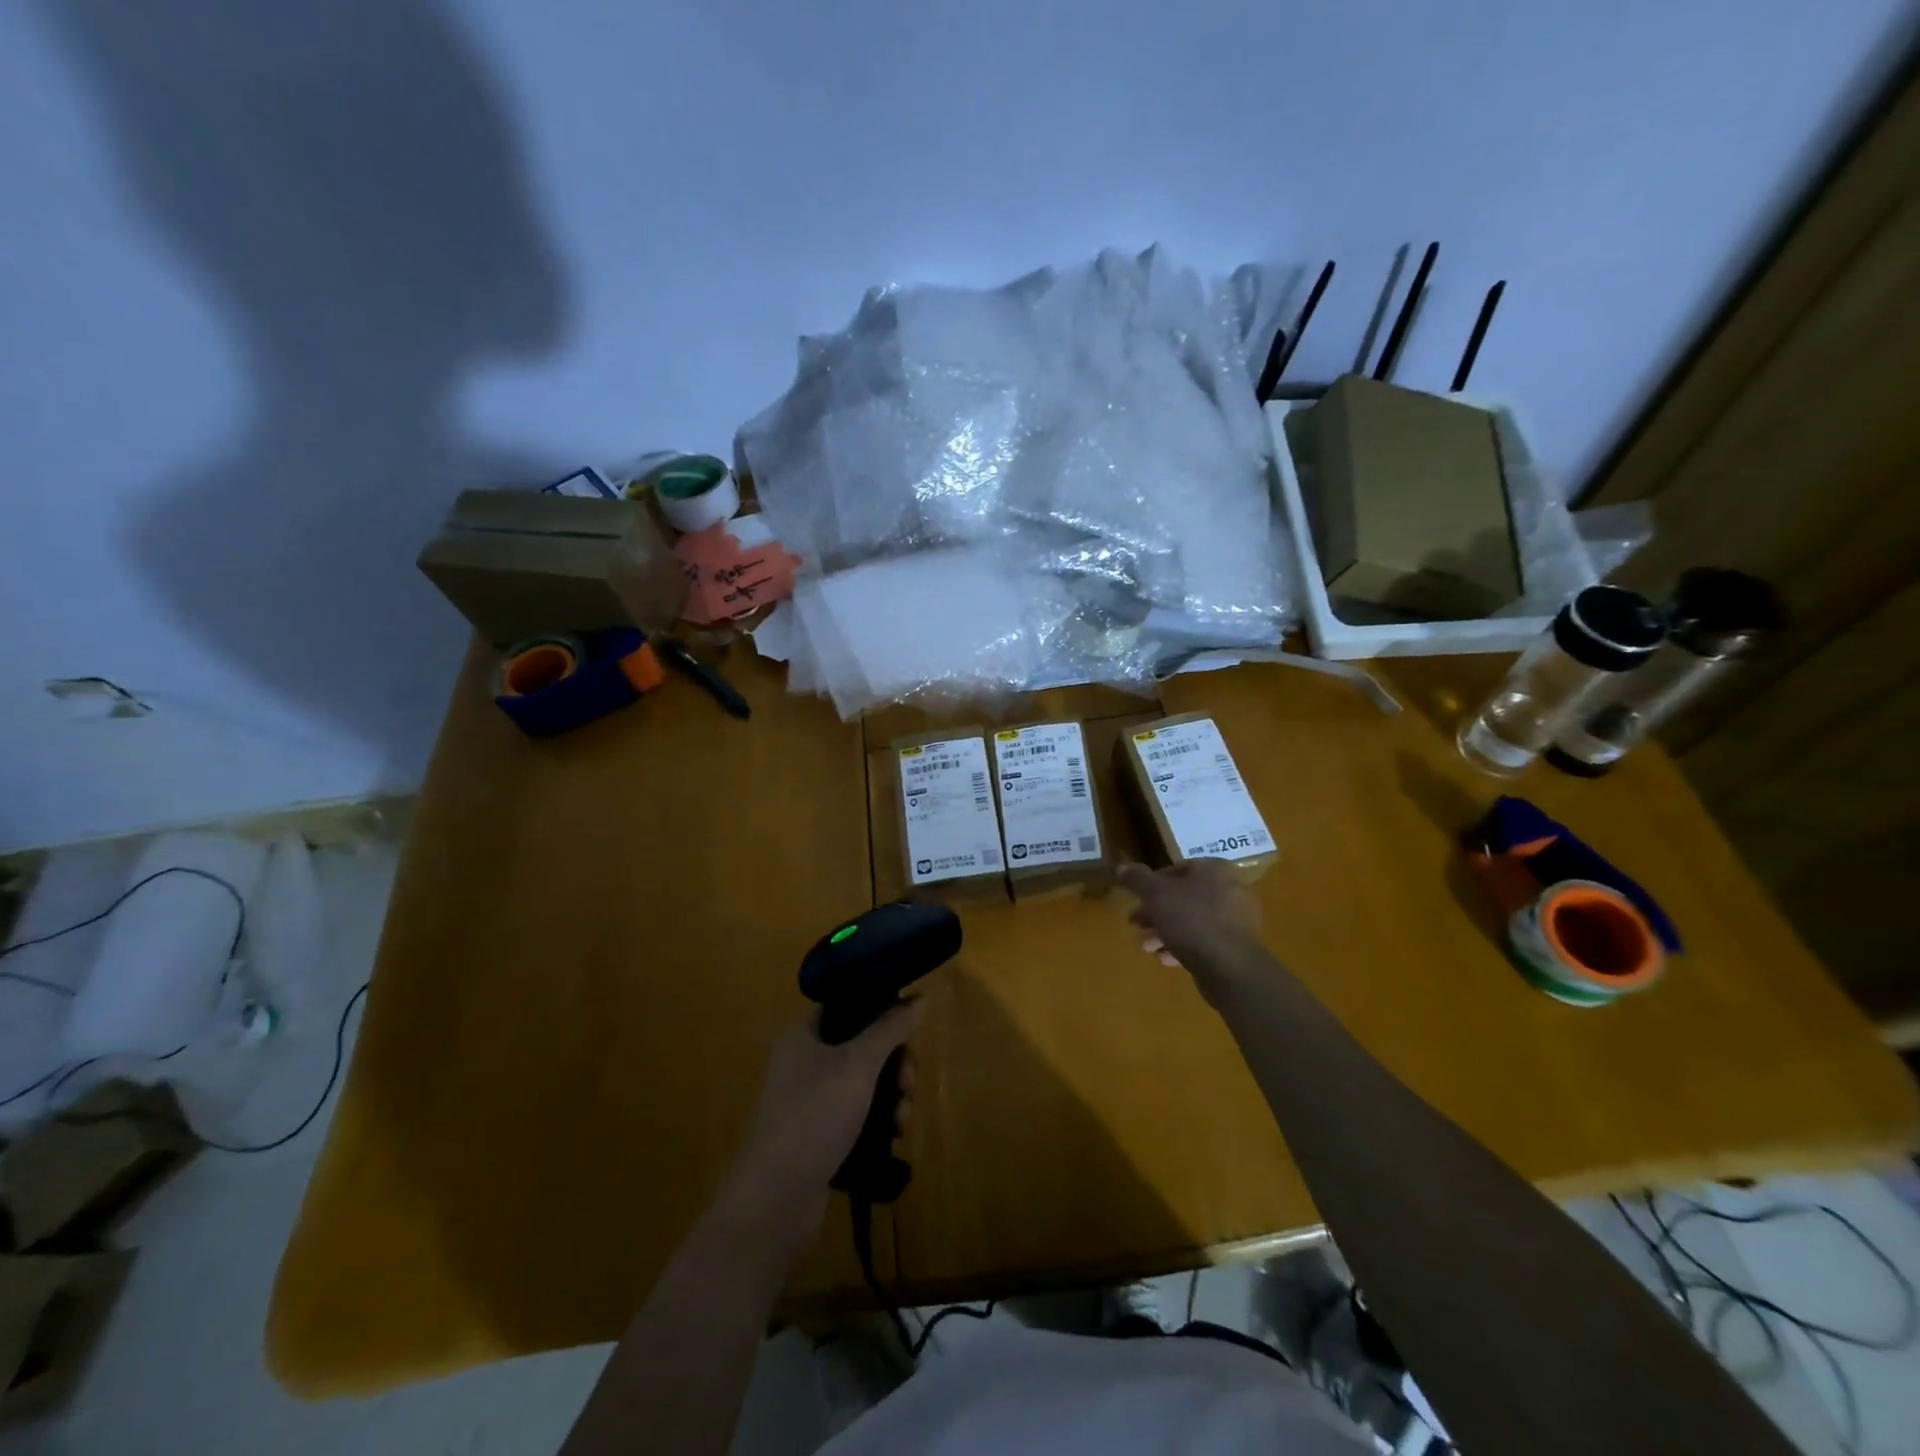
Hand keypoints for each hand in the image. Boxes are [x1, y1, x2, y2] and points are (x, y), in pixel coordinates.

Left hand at [713, 1002, 923, 1264]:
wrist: (774, 1201)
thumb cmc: (813, 1117)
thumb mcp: (857, 1065)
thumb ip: (890, 1028)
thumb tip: (920, 997)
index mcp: (804, 1035)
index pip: (849, 1006)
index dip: (882, 1012)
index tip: (910, 1031)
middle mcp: (804, 1062)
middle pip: (863, 1045)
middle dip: (895, 1063)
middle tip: (909, 1084)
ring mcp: (810, 1101)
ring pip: (865, 1082)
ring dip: (892, 1096)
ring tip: (902, 1121)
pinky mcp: (819, 1135)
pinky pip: (858, 1114)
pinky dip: (879, 1120)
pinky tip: (894, 1136)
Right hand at [1116, 860, 1263, 988]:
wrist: (1231, 968)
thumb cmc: (1192, 921)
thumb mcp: (1156, 895)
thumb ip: (1137, 879)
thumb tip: (1121, 867)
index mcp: (1213, 870)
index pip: (1176, 869)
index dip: (1152, 884)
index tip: (1137, 900)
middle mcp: (1229, 890)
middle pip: (1183, 897)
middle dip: (1156, 912)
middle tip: (1136, 925)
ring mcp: (1236, 920)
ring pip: (1192, 921)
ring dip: (1166, 932)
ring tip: (1147, 947)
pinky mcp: (1237, 947)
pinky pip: (1204, 941)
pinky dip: (1184, 947)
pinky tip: (1166, 960)